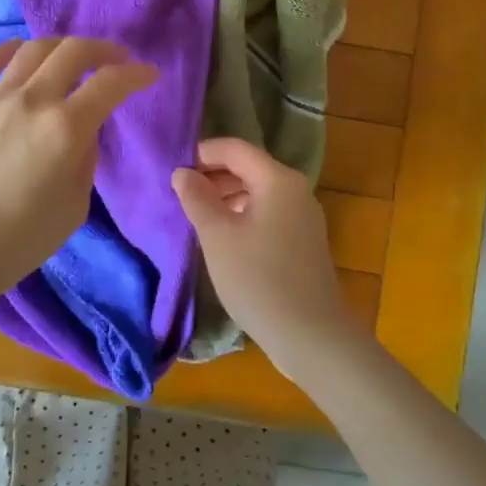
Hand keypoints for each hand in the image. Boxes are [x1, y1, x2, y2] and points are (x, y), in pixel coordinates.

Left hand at [0, 38, 157, 305]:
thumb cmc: (19, 241)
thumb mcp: (74, 207)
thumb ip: (85, 161)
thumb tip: (83, 133)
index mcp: (66, 128)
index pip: (111, 84)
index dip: (136, 75)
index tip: (149, 75)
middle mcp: (32, 100)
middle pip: (73, 52)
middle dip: (103, 50)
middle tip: (116, 60)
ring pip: (32, 50)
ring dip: (60, 46)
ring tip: (71, 57)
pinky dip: (8, 50)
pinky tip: (18, 52)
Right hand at [171, 137, 358, 371]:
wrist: (311, 336)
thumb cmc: (258, 279)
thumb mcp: (218, 236)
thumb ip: (197, 198)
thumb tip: (183, 172)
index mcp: (278, 180)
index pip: (235, 149)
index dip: (203, 153)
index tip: (174, 170)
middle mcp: (296, 190)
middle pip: (248, 168)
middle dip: (213, 176)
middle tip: (180, 195)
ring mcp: (303, 216)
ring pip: (258, 192)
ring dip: (226, 197)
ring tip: (196, 217)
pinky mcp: (303, 241)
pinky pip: (268, 213)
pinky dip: (243, 215)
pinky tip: (223, 238)